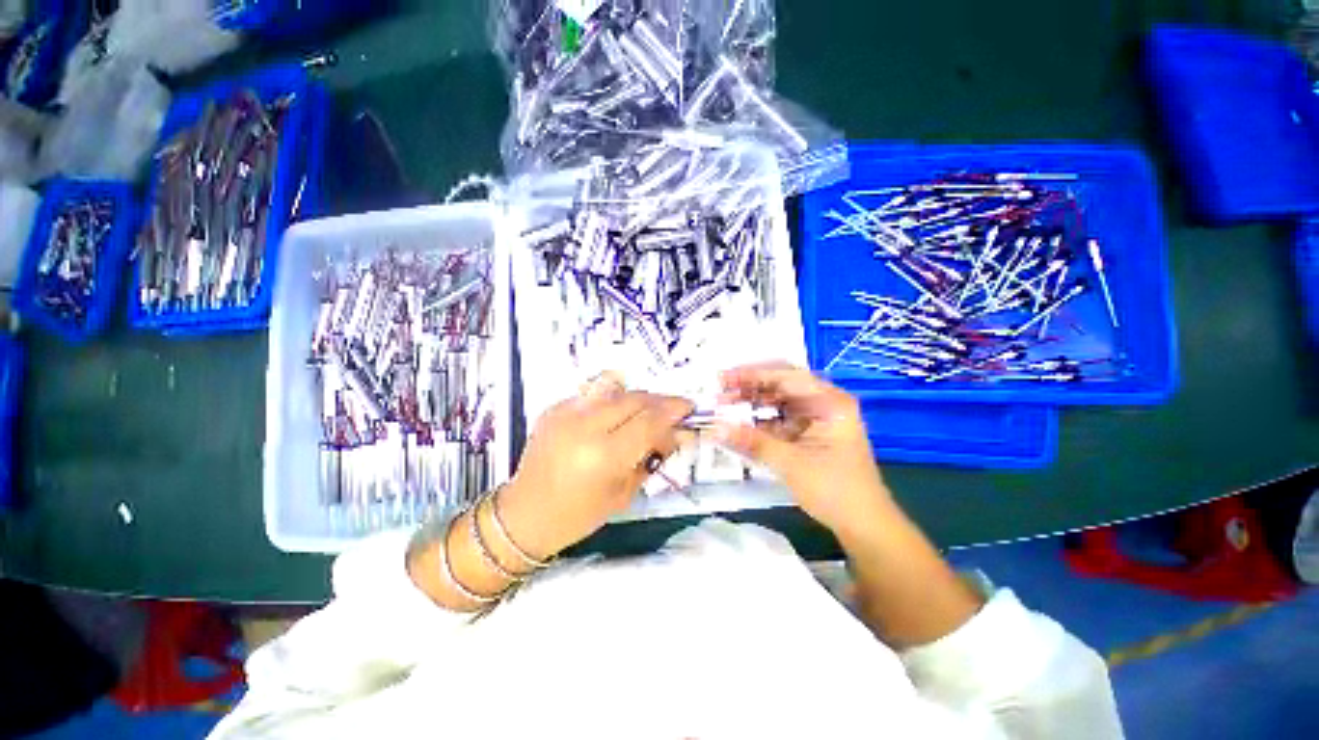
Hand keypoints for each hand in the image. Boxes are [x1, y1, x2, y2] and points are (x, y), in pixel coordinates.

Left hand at [498, 375, 692, 558]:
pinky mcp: (554, 408)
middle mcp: (584, 427)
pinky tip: (615, 417)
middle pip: (634, 399)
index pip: (649, 421)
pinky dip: (612, 402)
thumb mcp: (624, 493)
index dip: (673, 410)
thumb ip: (653, 457)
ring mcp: (566, 413)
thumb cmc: (579, 515)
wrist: (525, 514)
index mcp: (603, 455)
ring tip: (647, 412)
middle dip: (659, 401)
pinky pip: (594, 395)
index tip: (689, 408)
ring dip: (638, 399)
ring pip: (615, 390)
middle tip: (672, 410)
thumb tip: (678, 433)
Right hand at [715, 362, 890, 538]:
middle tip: (720, 393)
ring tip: (725, 406)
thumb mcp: (790, 463)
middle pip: (781, 385)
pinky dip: (761, 420)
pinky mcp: (811, 433)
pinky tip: (741, 423)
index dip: (751, 374)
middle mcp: (825, 402)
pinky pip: (781, 418)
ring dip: (753, 403)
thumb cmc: (834, 490)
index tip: (723, 379)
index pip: (785, 375)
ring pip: (779, 401)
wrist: (865, 526)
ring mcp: (818, 417)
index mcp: (829, 401)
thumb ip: (751, 441)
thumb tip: (714, 428)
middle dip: (749, 388)